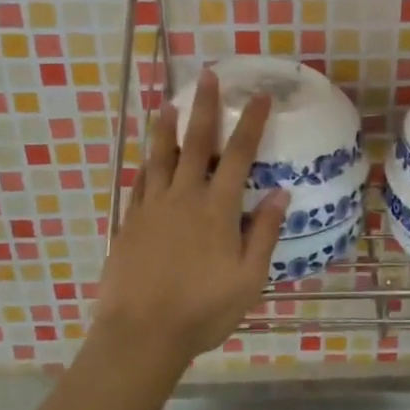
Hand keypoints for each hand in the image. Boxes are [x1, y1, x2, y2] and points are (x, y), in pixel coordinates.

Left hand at [92, 69, 287, 370]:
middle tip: (207, 76)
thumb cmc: (202, 310)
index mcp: (217, 209)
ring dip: (166, 128)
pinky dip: (145, 164)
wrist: (141, 333)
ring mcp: (152, 207)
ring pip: (160, 156)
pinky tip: (146, 157)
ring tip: (169, 104)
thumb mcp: (248, 279)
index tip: (259, 97)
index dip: (250, 123)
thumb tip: (280, 192)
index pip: (239, 155)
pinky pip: (139, 183)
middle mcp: (184, 197)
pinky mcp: (130, 221)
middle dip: (205, 107)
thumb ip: (263, 232)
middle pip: (196, 143)